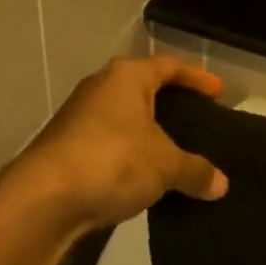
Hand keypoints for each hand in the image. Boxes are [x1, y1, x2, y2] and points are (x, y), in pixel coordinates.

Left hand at [7, 57, 229, 237]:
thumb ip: (195, 170)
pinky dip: (130, 154)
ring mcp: (79, 116)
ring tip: (176, 152)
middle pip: (144, 89)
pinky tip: (145, 176)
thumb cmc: (113, 160)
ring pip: (125, 118)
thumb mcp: (165, 165)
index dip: (197, 78)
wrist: (44, 197)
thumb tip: (221, 184)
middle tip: (198, 121)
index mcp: (126, 77)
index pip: (169, 67)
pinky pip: (110, 143)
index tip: (219, 92)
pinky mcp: (67, 146)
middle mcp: (100, 87)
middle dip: (171, 104)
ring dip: (148, 133)